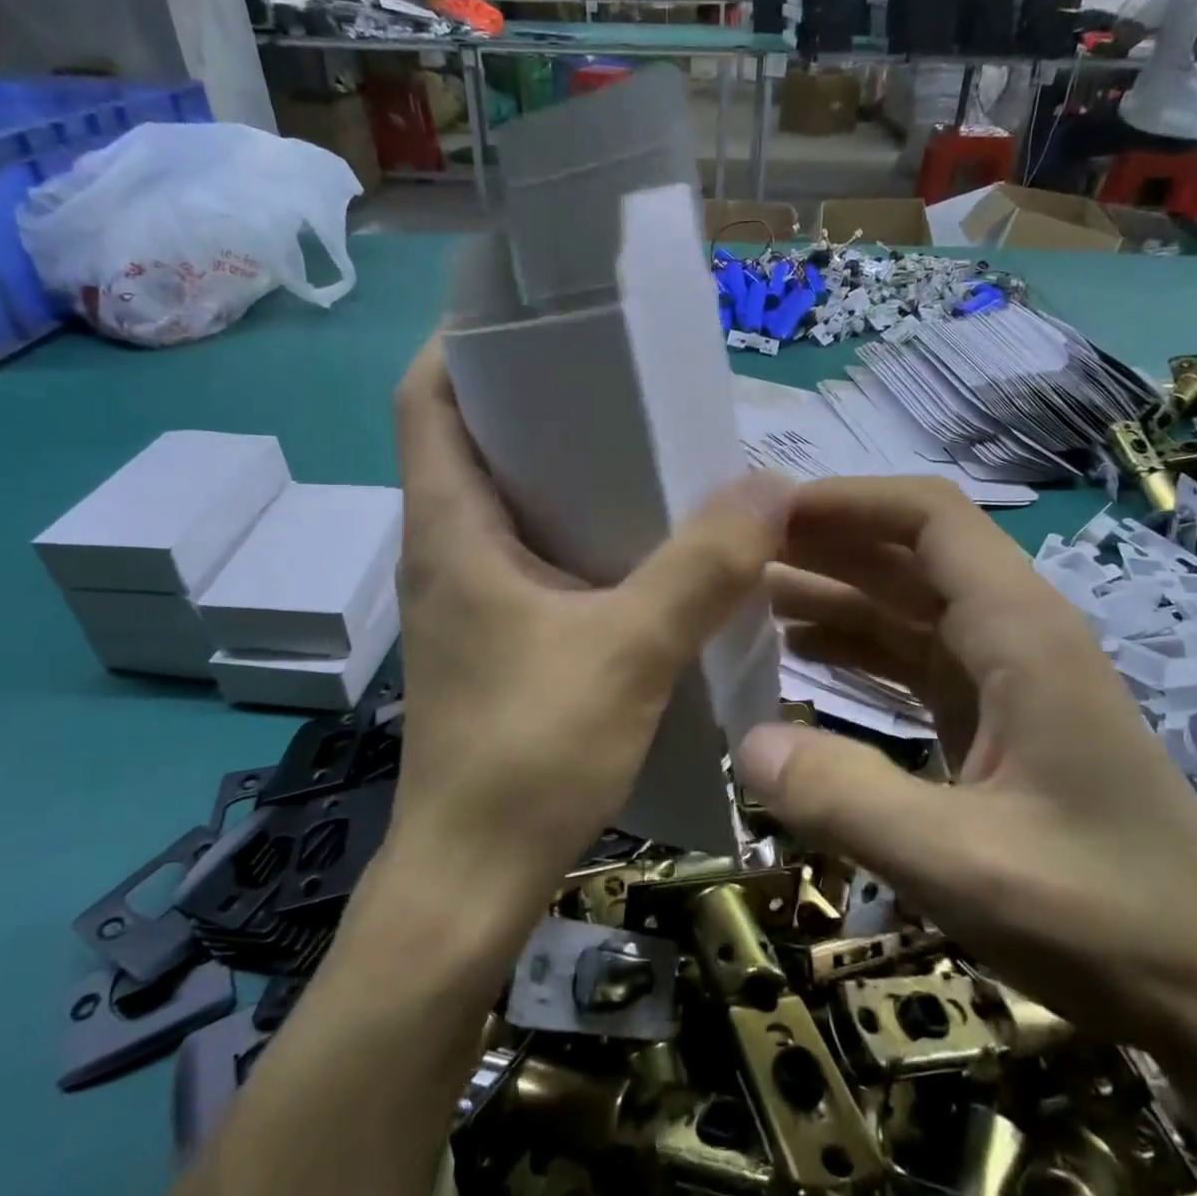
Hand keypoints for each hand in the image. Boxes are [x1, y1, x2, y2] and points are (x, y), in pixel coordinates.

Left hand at [386, 340, 789, 901]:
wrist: (472, 878)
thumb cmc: (530, 755)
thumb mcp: (629, 651)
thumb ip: (701, 568)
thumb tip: (769, 487)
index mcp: (449, 528)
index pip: (427, 399)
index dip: (463, 343)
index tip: (533, 317)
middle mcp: (445, 549)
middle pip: (472, 440)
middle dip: (534, 398)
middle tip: (615, 377)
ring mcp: (465, 597)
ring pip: (505, 501)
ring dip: (560, 468)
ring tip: (639, 444)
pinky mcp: (491, 637)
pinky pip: (528, 555)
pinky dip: (574, 530)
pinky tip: (636, 542)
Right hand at [734, 477, 1196, 1055]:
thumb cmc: (1106, 919)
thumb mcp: (963, 864)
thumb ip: (847, 798)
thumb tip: (745, 744)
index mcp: (1021, 633)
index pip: (930, 518)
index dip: (848, 501)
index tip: (767, 513)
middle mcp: (1015, 635)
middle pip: (909, 555)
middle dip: (825, 543)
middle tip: (735, 554)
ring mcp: (1006, 678)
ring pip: (906, 606)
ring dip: (833, 594)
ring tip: (748, 600)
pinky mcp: (996, 719)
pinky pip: (912, 660)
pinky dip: (855, 649)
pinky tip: (801, 660)